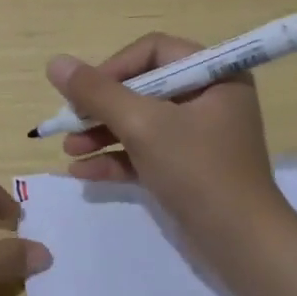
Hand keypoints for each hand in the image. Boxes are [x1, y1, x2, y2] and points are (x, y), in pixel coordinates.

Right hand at [48, 34, 283, 237]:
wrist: (241, 244)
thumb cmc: (197, 170)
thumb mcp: (143, 125)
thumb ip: (97, 92)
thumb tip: (55, 62)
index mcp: (214, 75)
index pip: (154, 51)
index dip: (115, 67)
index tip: (85, 92)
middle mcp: (209, 99)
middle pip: (143, 88)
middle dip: (102, 107)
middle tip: (69, 122)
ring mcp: (198, 137)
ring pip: (141, 123)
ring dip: (102, 134)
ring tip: (68, 150)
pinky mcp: (188, 169)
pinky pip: (146, 153)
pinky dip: (116, 159)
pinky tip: (82, 172)